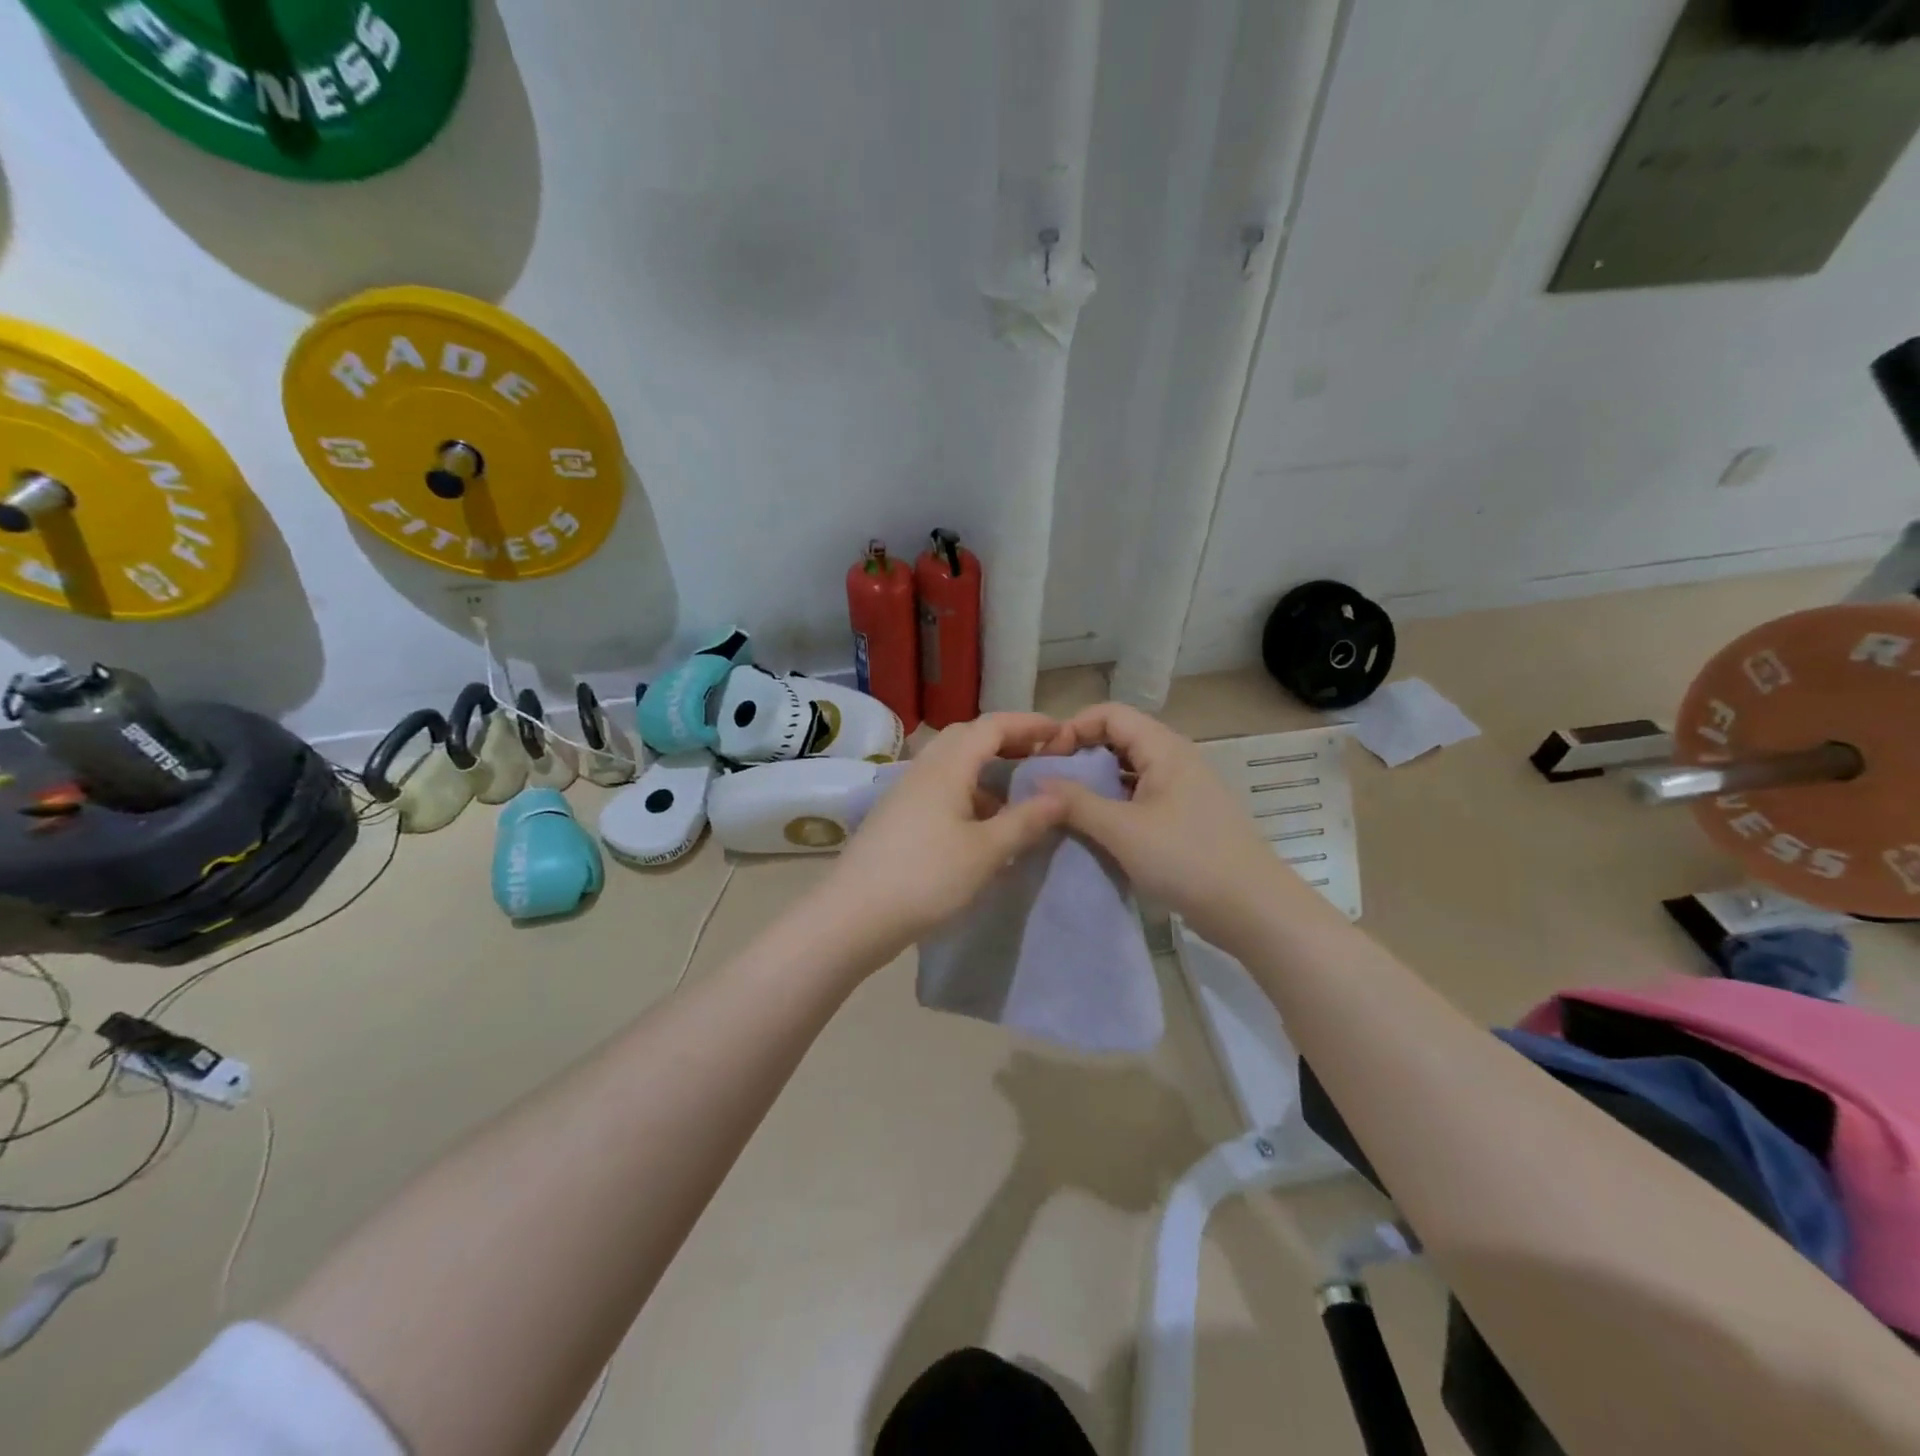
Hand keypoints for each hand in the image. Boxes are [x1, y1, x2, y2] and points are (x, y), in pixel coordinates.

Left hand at [818, 713, 1070, 964]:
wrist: (853, 916)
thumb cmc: (926, 878)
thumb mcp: (986, 852)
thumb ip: (1025, 820)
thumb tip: (1061, 795)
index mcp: (946, 767)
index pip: (992, 726)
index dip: (1029, 724)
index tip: (1061, 733)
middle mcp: (923, 769)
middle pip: (967, 737)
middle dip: (1006, 740)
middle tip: (1038, 757)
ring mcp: (905, 792)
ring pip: (952, 764)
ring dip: (986, 769)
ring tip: (1016, 796)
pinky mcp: (897, 816)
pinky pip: (940, 788)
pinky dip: (967, 793)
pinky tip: (981, 825)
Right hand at [1036, 703, 1307, 949]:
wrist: (1252, 909)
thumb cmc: (1186, 860)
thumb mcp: (1122, 830)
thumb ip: (1076, 802)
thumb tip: (1037, 780)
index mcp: (1164, 748)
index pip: (1109, 714)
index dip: (1073, 728)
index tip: (1046, 761)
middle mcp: (1175, 758)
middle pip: (1119, 738)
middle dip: (1080, 755)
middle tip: (1050, 785)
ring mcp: (1183, 788)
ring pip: (1128, 769)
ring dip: (1096, 782)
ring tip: (1066, 808)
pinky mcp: (1185, 816)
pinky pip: (1141, 795)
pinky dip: (1114, 803)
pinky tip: (1097, 828)